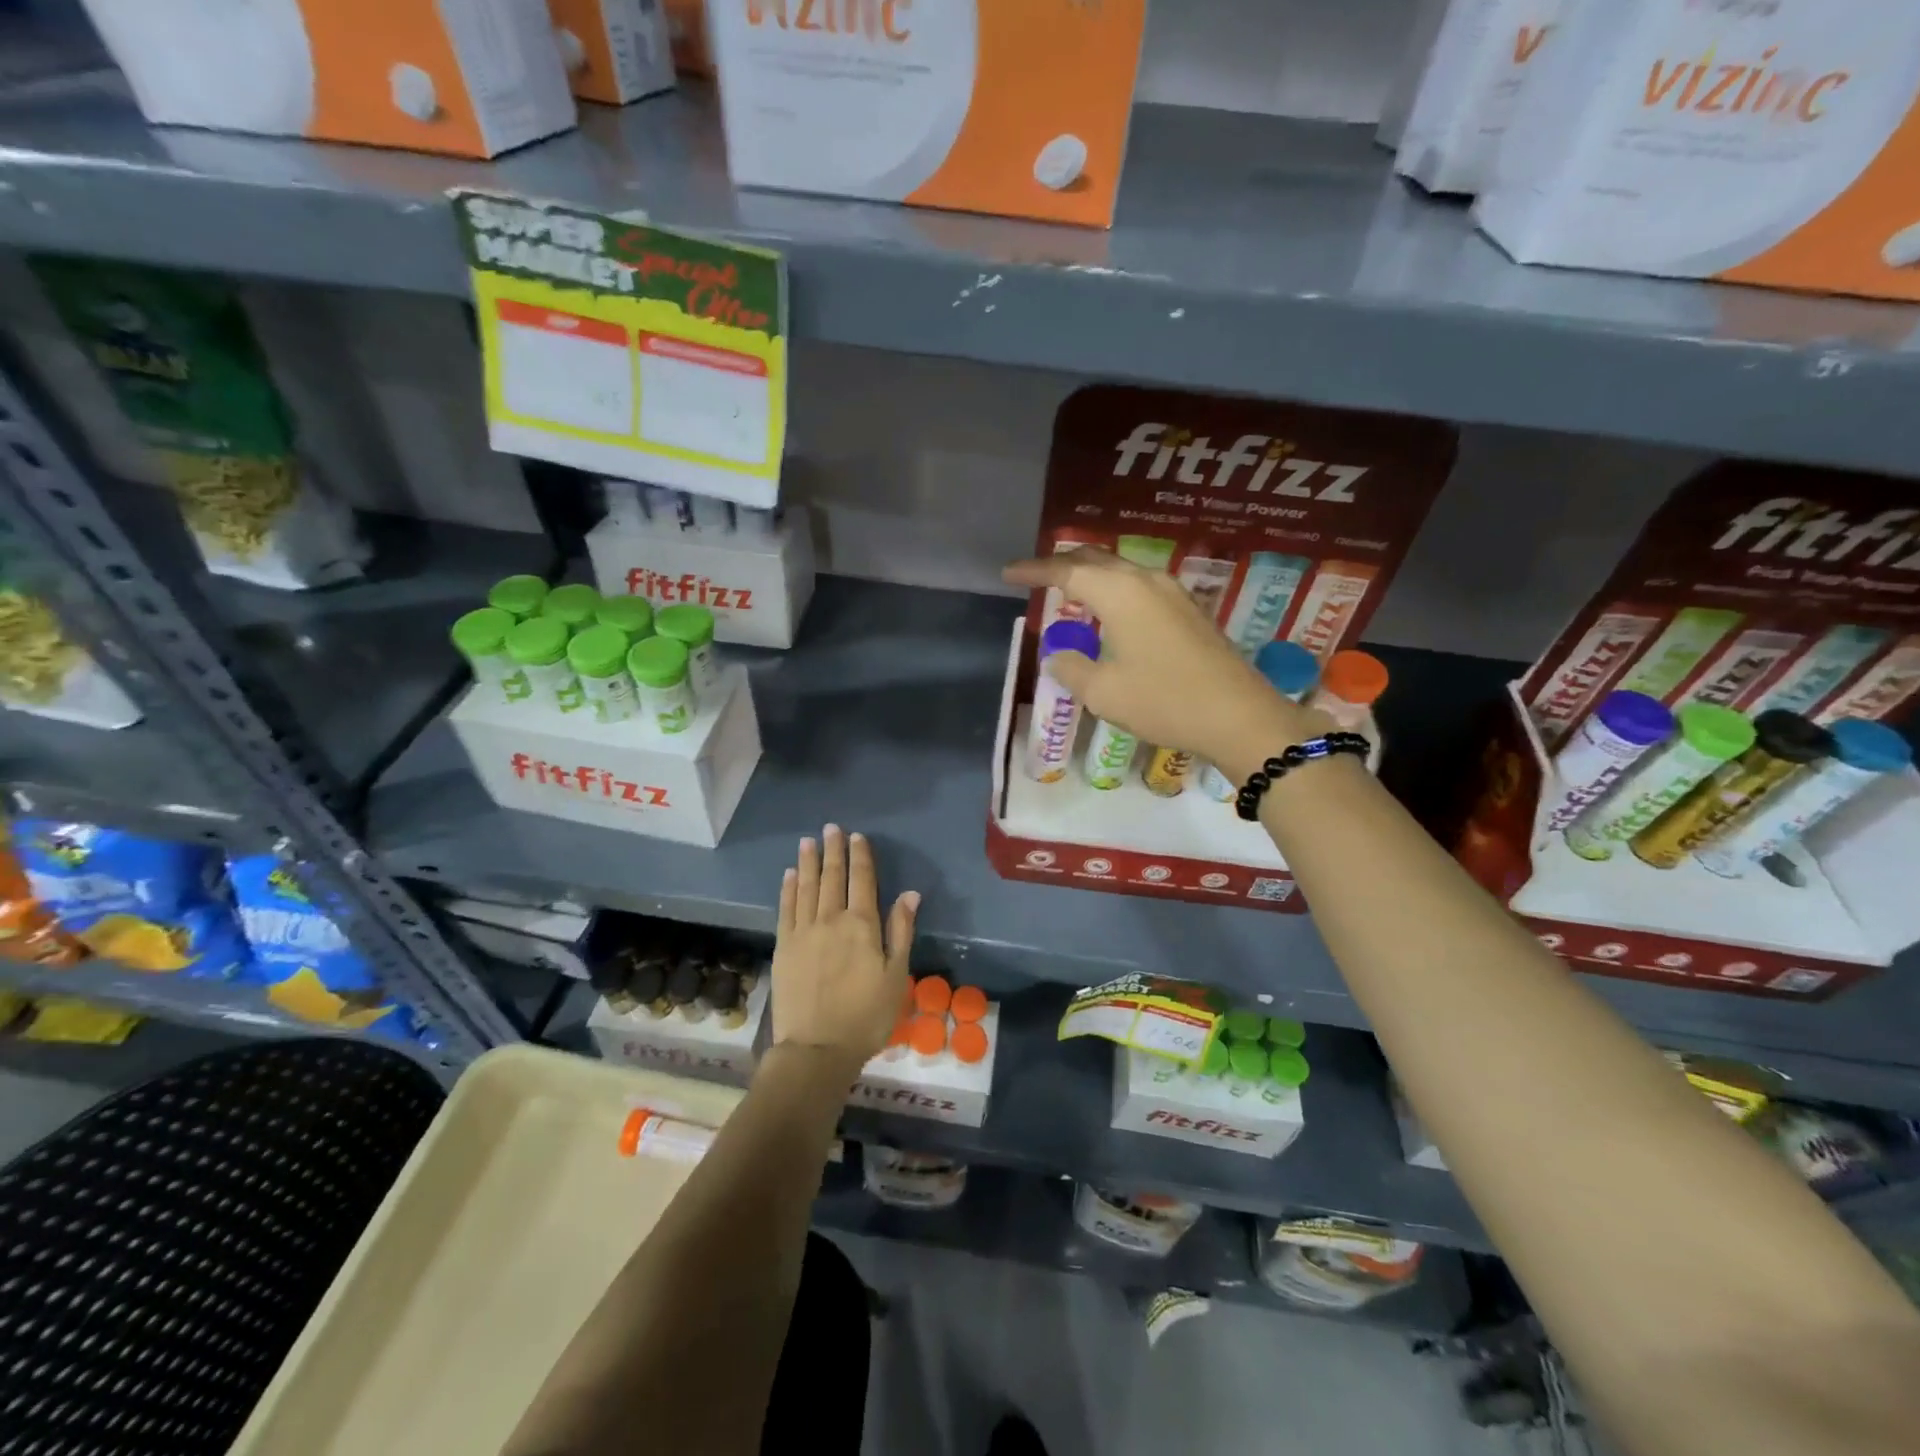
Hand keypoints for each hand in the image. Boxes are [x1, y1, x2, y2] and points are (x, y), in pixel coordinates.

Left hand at [771, 824, 918, 1076]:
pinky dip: (788, 889)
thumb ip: (901, 932)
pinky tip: (789, 875)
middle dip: (833, 850)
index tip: (857, 836)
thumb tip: (909, 893)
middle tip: (831, 828)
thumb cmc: (866, 1016)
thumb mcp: (896, 976)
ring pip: (807, 887)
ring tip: (808, 842)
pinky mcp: (784, 947)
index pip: (862, 880)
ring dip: (808, 862)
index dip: (860, 856)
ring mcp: (803, 931)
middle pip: (832, 877)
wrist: (816, 1048)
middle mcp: (830, 919)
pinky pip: (786, 909)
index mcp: (862, 925)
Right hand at [1002, 548, 1321, 779]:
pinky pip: (1140, 586)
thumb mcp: (1103, 692)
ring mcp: (1173, 593)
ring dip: (1091, 576)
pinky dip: (1114, 590)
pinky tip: (1109, 611)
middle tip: (1035, 577)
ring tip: (1068, 590)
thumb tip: (1060, 655)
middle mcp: (1146, 580)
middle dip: (1062, 564)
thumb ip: (1072, 667)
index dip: (1034, 571)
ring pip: (1121, 570)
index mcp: (1120, 592)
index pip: (1066, 570)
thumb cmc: (1164, 701)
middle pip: (1096, 560)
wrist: (1238, 716)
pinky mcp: (1189, 610)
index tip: (1008, 573)